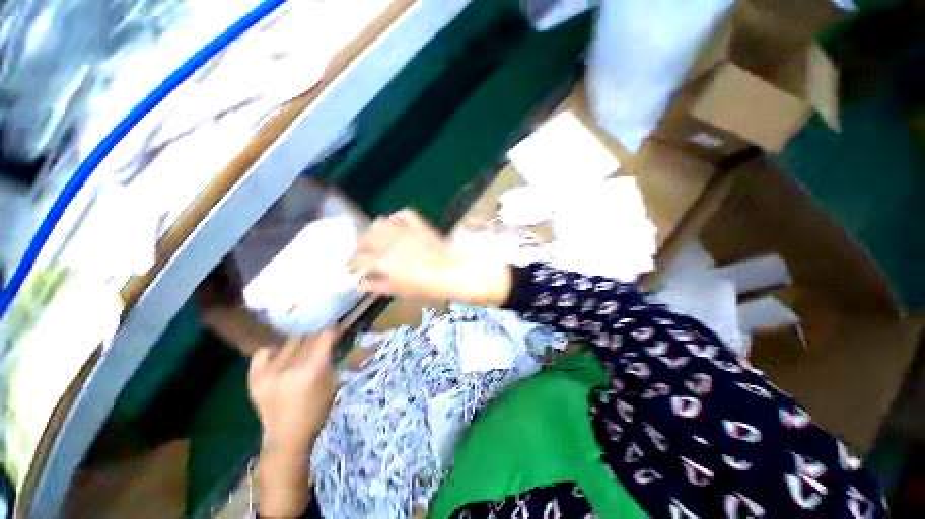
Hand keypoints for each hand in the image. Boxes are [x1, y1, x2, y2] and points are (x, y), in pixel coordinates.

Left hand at [248, 331, 337, 516]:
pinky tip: (280, 356)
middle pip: (306, 336)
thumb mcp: (331, 382)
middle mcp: (289, 366)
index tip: (335, 324)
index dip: (331, 328)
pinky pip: (264, 352)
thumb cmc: (316, 411)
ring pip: (287, 342)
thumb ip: (329, 359)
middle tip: (321, 333)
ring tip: (302, 346)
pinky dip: (273, 351)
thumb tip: (330, 339)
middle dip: (316, 332)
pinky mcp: (254, 377)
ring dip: (298, 342)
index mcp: (312, 368)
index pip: (324, 336)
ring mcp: (268, 371)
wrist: (286, 437)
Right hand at [349, 209, 511, 304]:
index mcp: (383, 260)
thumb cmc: (428, 286)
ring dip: (374, 231)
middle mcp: (389, 241)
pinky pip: (404, 215)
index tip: (352, 269)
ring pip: (380, 223)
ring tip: (376, 239)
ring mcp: (405, 230)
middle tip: (363, 255)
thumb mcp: (401, 290)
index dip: (352, 264)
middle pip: (366, 239)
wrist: (455, 271)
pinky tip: (395, 225)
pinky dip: (396, 218)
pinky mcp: (420, 225)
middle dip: (360, 247)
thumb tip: (361, 284)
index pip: (358, 259)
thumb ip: (378, 286)